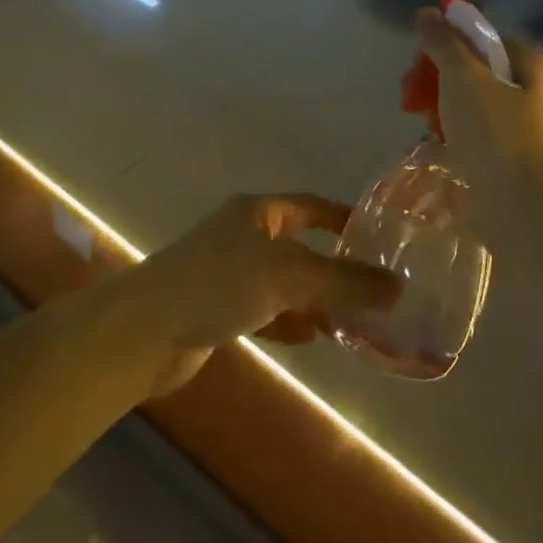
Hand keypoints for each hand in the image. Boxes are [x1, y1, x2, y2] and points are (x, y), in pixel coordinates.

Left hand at [130, 193, 401, 396]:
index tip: (379, 236)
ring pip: (284, 282)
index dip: (344, 217)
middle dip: (334, 266)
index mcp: (258, 212)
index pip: (311, 206)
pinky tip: (312, 336)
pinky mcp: (217, 309)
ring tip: (352, 318)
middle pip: (300, 246)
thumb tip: (398, 289)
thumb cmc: (218, 283)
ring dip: (314, 298)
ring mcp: (228, 273)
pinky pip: (265, 310)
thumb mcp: (288, 275)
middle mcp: (243, 235)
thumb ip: (342, 282)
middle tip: (373, 287)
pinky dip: (289, 321)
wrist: (145, 330)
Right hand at [413, 9, 542, 198]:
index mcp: (524, 62)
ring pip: (464, 98)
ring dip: (437, 103)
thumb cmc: (493, 132)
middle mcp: (523, 88)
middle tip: (411, 92)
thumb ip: (442, 41)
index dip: (446, 40)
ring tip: (419, 120)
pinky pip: (465, 128)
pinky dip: (447, 130)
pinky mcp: (499, 152)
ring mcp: (512, 122)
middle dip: (435, 74)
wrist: (518, 205)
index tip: (420, 57)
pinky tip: (431, 141)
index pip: (478, 35)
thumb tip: (427, 12)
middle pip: (468, 66)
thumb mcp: (463, 75)